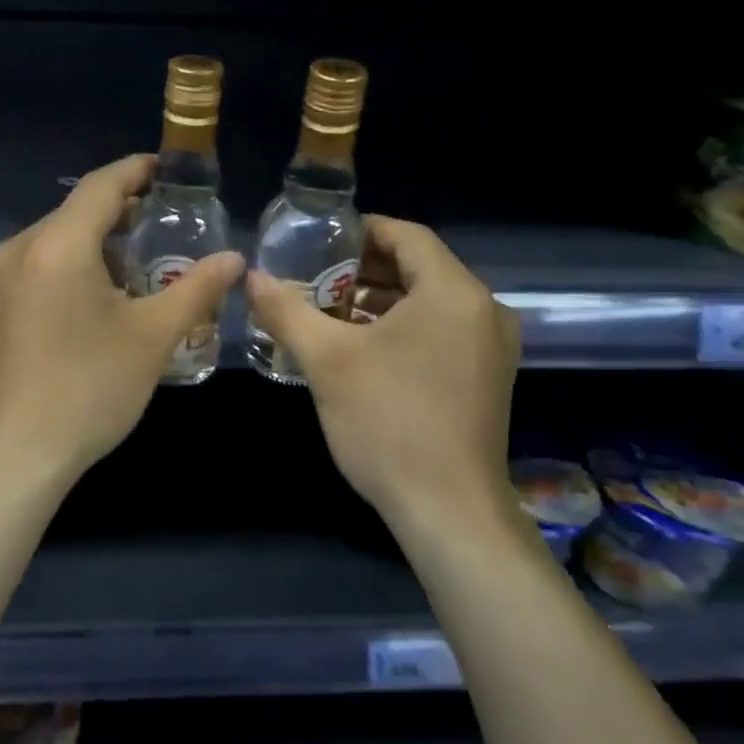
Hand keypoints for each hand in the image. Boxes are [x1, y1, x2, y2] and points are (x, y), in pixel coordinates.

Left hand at [0, 155, 245, 488]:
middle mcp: (22, 248)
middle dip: (124, 207)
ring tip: (146, 254)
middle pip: (78, 209)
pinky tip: (106, 289)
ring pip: (59, 237)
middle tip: (170, 217)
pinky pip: (43, 262)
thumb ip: (196, 289)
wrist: (14, 455)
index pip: (102, 185)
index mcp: (58, 244)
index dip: (138, 170)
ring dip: (101, 237)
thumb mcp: (152, 337)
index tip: (170, 169)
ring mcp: (3, 277)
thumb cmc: (88, 389)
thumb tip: (235, 258)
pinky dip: (78, 261)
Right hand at [245, 216, 520, 529]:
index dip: (360, 231)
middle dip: (364, 269)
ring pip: (430, 301)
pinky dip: (404, 327)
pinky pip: (443, 330)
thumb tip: (251, 276)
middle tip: (316, 278)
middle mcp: (484, 309)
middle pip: (419, 266)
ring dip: (382, 300)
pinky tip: (364, 348)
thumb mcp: (327, 361)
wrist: (449, 511)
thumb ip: (287, 310)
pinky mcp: (489, 377)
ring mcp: (492, 346)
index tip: (318, 242)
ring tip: (331, 312)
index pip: (406, 235)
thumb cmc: (388, 422)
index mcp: (454, 292)